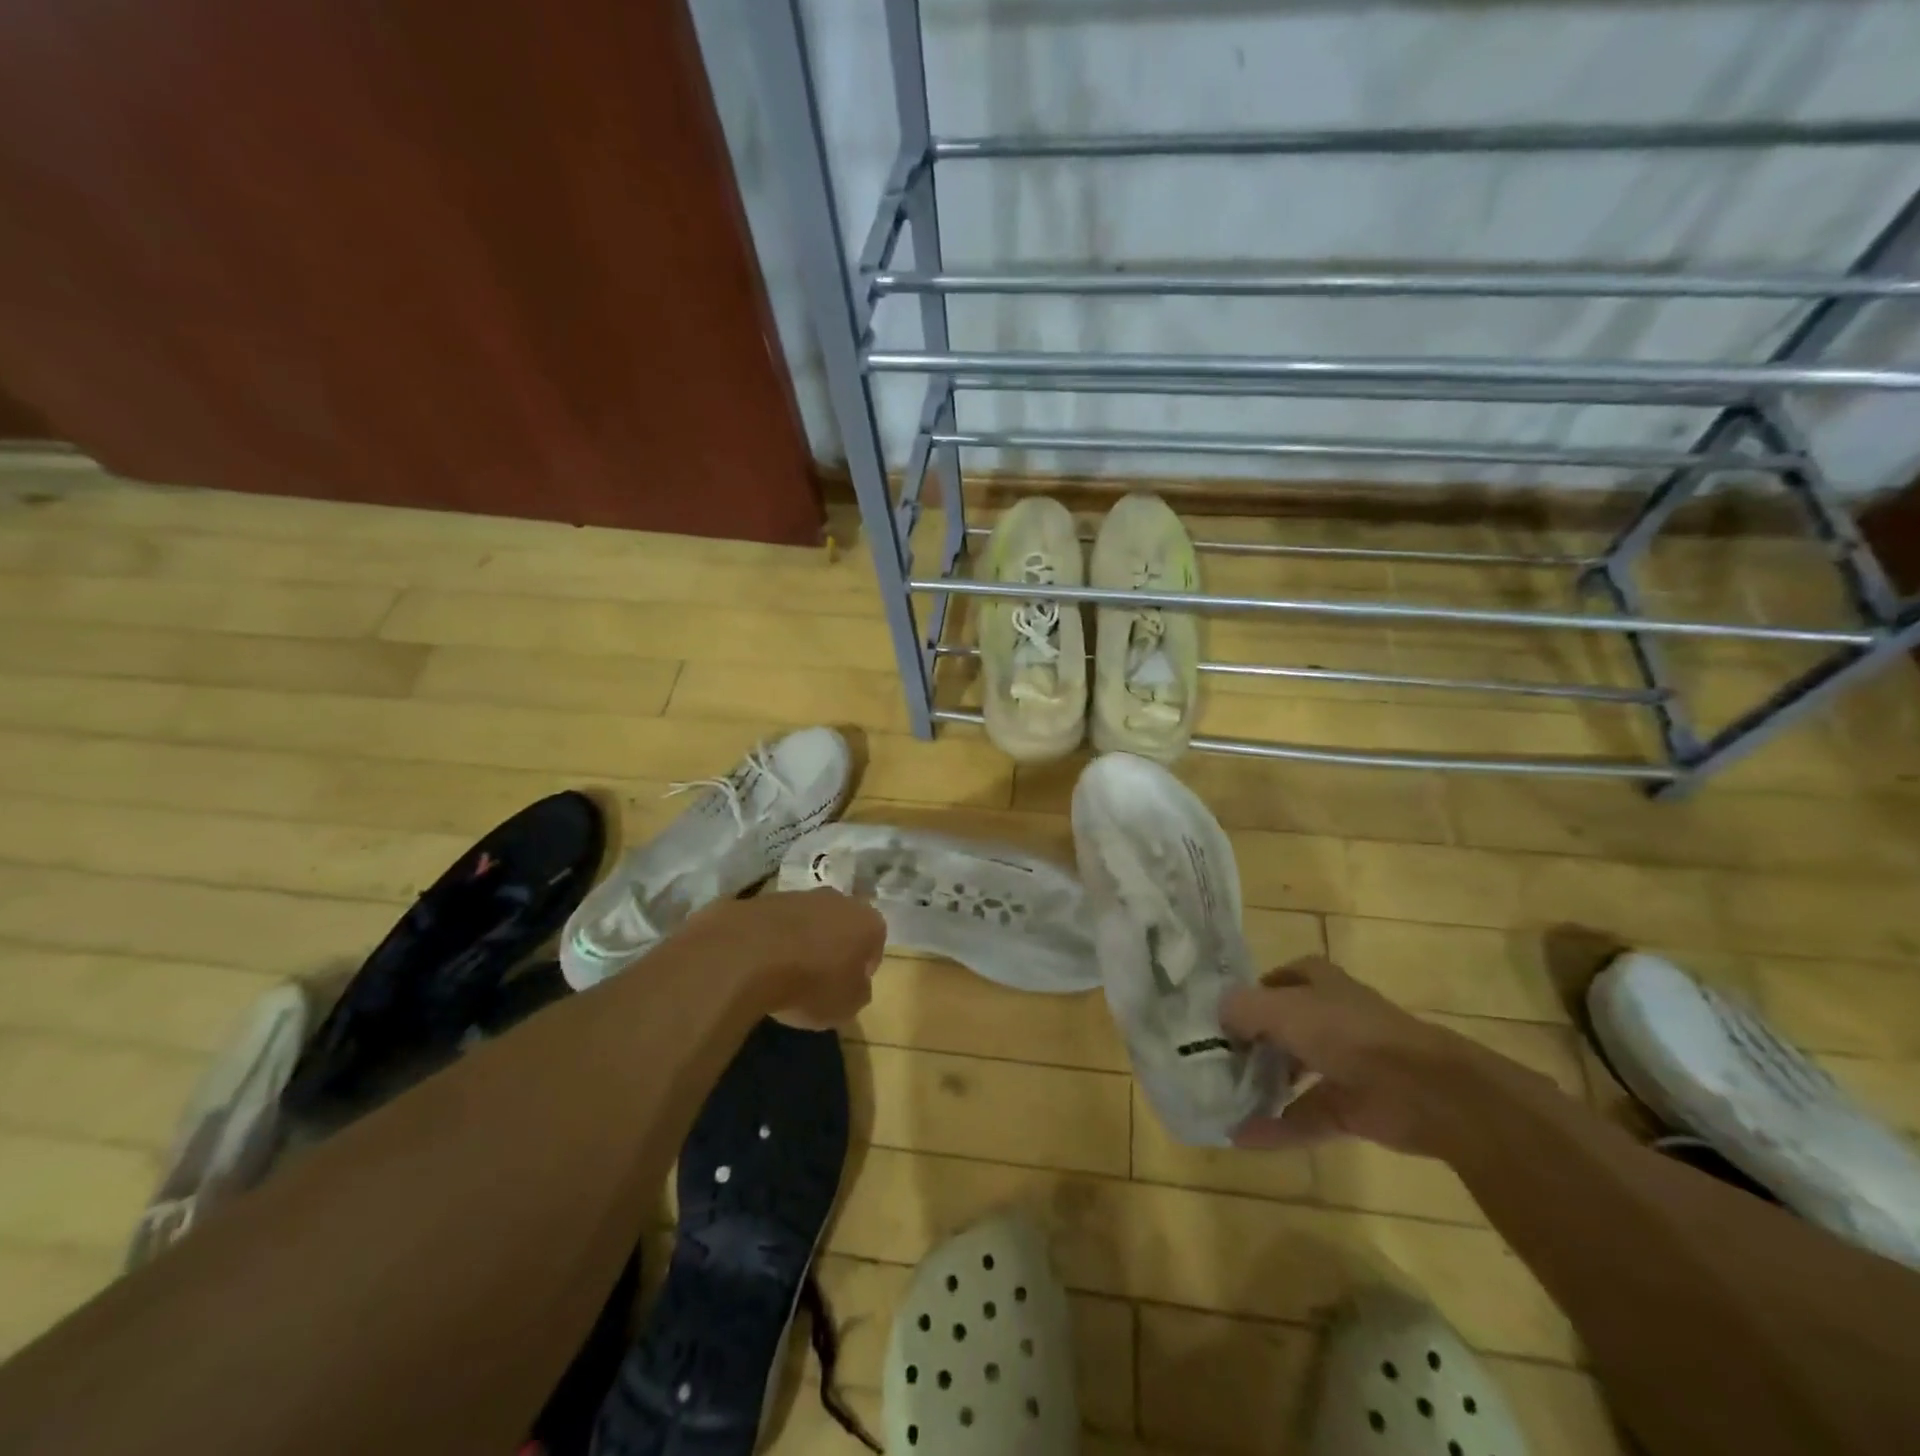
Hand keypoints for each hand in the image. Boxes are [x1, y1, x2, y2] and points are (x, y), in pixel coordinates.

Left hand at [727, 888, 887, 1029]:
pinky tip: (760, 964)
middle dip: (834, 947)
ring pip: (808, 920)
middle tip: (820, 978)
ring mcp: (799, 895)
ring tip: (785, 974)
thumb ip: (858, 993)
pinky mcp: (763, 899)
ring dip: (802, 941)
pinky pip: (776, 924)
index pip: (875, 943)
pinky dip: (772, 940)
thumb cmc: (811, 983)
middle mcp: (838, 899)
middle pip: (842, 924)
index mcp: (868, 922)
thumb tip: (855, 985)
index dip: (863, 967)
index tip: (849, 987)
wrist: (748, 955)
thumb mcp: (846, 1006)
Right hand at [1219, 956, 1475, 1155]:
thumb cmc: (1346, 1032)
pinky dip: (1275, 1126)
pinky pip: (1304, 1116)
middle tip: (1210, 1058)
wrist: (1423, 1090)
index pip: (1275, 981)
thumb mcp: (1280, 1008)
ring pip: (1292, 1072)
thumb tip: (1217, 1014)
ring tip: (1220, 1096)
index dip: (1248, 994)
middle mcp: (1328, 1018)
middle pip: (1280, 1027)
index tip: (1216, 1015)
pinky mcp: (1350, 1108)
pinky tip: (1240, 1136)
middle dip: (1249, 1042)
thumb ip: (1241, 1008)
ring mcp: (1342, 1064)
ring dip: (1260, 1085)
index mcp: (1317, 983)